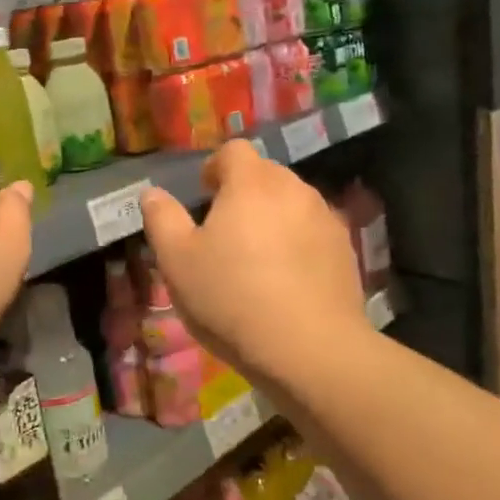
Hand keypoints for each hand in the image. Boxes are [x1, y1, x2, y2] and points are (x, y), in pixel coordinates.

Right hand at [141, 140, 367, 392]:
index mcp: (251, 183)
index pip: (234, 151)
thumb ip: (162, 219)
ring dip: (273, 219)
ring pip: (292, 204)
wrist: (309, 348)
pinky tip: (288, 282)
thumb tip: (153, 194)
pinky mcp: (346, 250)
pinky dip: (299, 245)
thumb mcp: (177, 261)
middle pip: (265, 175)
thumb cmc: (232, 297)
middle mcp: (293, 189)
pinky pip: (314, 233)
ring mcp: (326, 218)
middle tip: (225, 234)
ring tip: (258, 261)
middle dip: (244, 194)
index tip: (205, 198)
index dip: (215, 168)